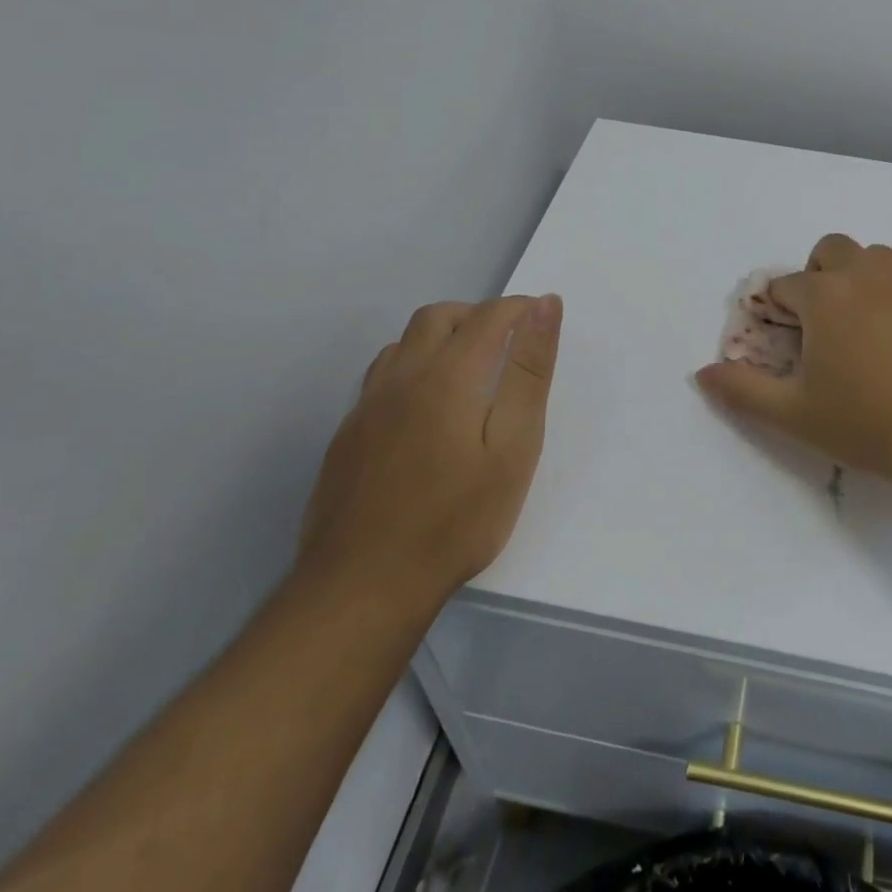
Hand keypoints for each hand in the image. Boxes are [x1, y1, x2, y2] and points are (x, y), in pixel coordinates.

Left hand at [298, 295, 561, 625]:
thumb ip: (530, 371)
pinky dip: (411, 369)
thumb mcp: (515, 445)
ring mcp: (367, 406)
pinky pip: (380, 377)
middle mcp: (403, 377)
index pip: (489, 316)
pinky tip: (423, 410)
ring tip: (467, 372)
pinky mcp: (347, 436)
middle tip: (506, 344)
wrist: (364, 586)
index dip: (520, 308)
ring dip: (439, 338)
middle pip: (438, 317)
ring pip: (403, 343)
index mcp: (449, 374)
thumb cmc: (457, 518)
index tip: (542, 318)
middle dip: (477, 315)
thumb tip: (544, 305)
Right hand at [695, 235, 891, 487]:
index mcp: (826, 295)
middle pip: (831, 249)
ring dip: (858, 279)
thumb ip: (742, 389)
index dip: (778, 312)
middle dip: (817, 276)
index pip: (786, 286)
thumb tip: (703, 373)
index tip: (785, 341)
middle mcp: (867, 274)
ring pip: (875, 258)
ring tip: (862, 329)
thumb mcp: (794, 414)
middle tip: (822, 325)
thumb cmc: (867, 422)